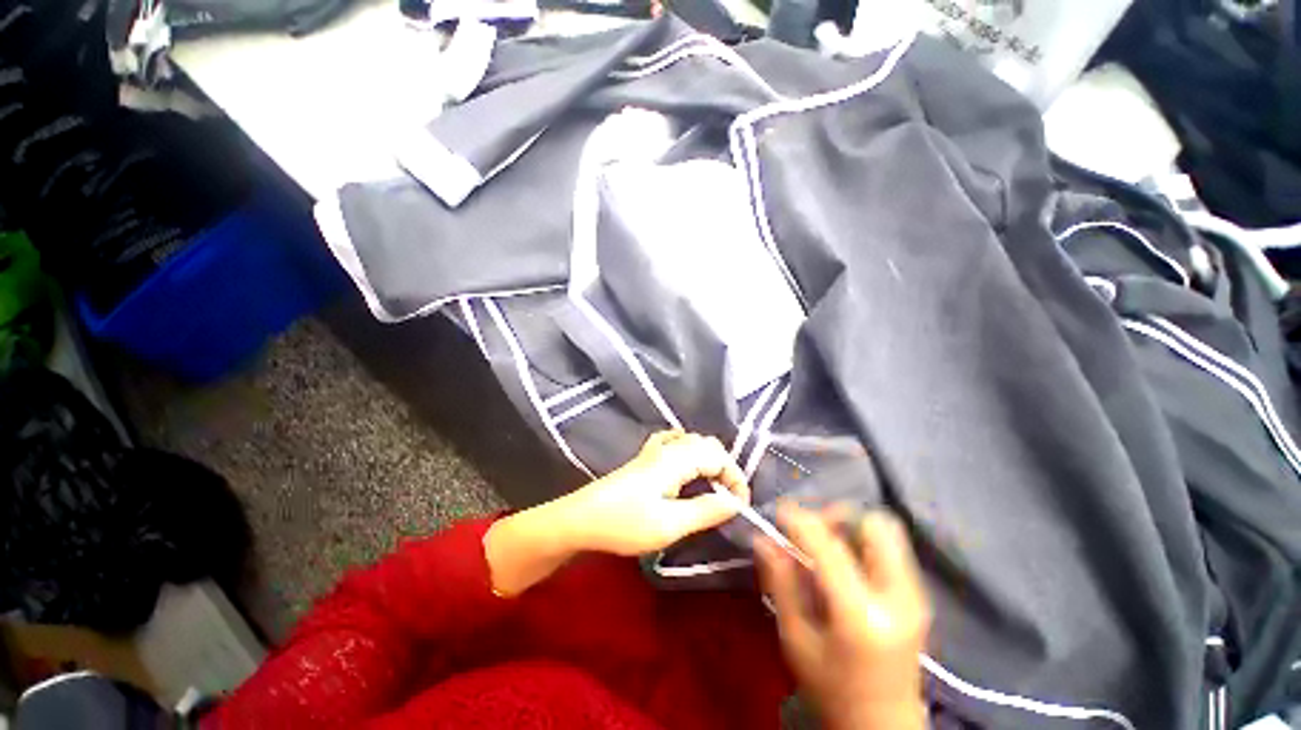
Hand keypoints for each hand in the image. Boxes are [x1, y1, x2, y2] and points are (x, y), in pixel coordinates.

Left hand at [561, 430, 749, 555]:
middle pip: (707, 444)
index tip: (740, 506)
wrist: (581, 519)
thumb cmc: (625, 524)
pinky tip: (686, 464)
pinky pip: (673, 442)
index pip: (718, 456)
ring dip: (709, 459)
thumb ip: (706, 510)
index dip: (735, 478)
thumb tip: (735, 502)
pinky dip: (688, 450)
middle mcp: (667, 448)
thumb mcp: (669, 524)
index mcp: (676, 459)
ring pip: (692, 442)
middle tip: (728, 498)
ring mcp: (653, 450)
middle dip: (725, 468)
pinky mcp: (644, 458)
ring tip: (713, 486)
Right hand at [755, 503, 929, 729]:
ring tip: (825, 548)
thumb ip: (780, 583)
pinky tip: (844, 564)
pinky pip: (891, 548)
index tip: (779, 511)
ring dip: (851, 528)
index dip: (800, 519)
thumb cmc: (832, 689)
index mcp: (861, 614)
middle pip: (873, 525)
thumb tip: (762, 538)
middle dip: (836, 517)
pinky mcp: (918, 596)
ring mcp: (914, 595)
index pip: (829, 545)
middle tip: (810, 533)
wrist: (884, 727)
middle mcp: (897, 596)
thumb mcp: (795, 639)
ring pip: (886, 530)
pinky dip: (863, 542)